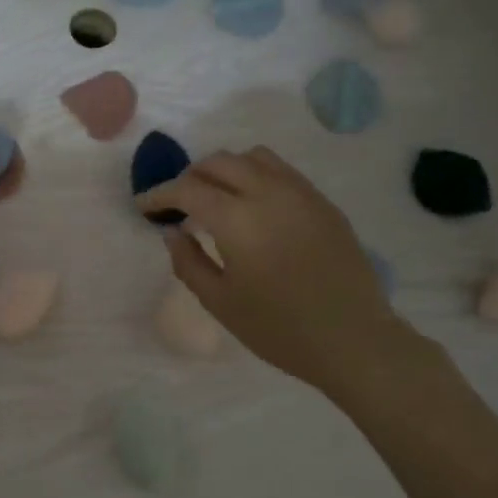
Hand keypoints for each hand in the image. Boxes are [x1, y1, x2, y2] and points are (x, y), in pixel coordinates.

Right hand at [136, 146, 421, 397]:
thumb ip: (188, 261)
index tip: (144, 206)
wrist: (353, 340)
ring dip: (225, 169)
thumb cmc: (279, 329)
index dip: (160, 194)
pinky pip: (282, 171)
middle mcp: (269, 193)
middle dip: (190, 176)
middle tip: (177, 203)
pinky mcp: (323, 203)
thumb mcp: (220, 302)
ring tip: (215, 197)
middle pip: (220, 162)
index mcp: (238, 219)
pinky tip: (252, 206)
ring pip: (254, 157)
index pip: (188, 189)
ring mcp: (301, 194)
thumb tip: (172, 231)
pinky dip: (255, 176)